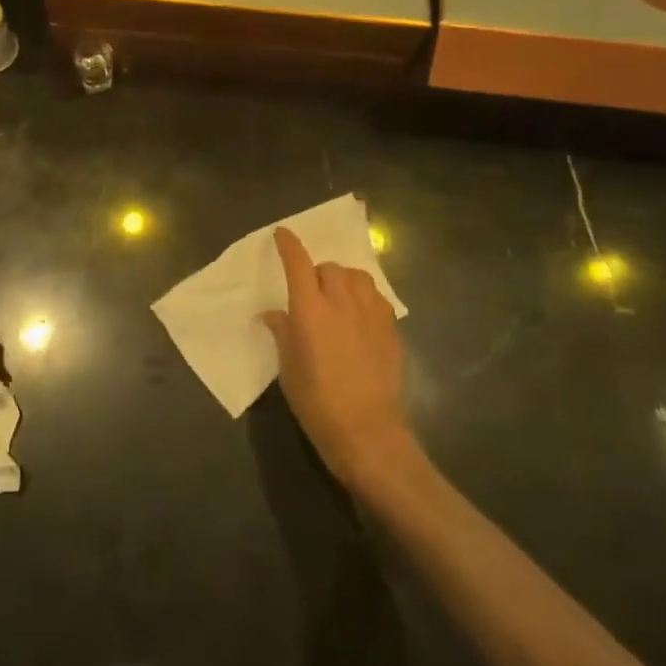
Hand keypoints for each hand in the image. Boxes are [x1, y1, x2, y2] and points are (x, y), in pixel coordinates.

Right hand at [261, 226, 423, 494]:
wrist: (366, 431)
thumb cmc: (316, 401)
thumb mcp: (288, 367)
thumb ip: (282, 332)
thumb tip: (274, 314)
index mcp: (309, 310)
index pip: (298, 263)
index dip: (289, 245)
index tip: (282, 234)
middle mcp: (341, 302)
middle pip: (329, 268)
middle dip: (318, 272)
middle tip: (311, 292)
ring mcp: (370, 314)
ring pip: (357, 277)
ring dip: (344, 280)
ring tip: (338, 298)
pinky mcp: (391, 328)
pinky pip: (376, 297)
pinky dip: (364, 297)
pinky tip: (360, 316)